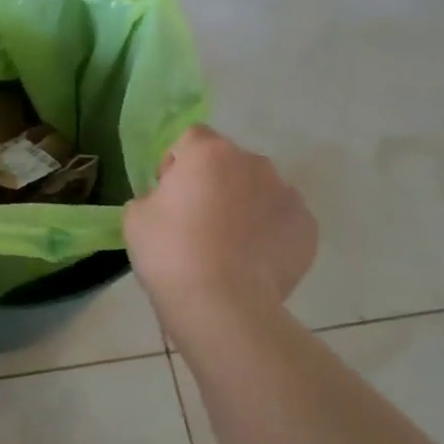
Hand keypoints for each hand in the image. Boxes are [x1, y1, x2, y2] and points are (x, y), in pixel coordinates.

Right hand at [124, 126, 317, 314]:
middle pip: (229, 163)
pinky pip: (281, 220)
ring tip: (229, 247)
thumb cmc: (170, 253)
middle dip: (215, 183)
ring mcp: (287, 195)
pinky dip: (268, 233)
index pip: (192, 138)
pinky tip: (251, 262)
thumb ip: (154, 195)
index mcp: (209, 153)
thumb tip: (171, 201)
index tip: (170, 195)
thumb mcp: (135, 216)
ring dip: (244, 206)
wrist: (222, 305)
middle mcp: (254, 163)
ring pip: (259, 190)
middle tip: (197, 222)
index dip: (178, 162)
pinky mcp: (307, 228)